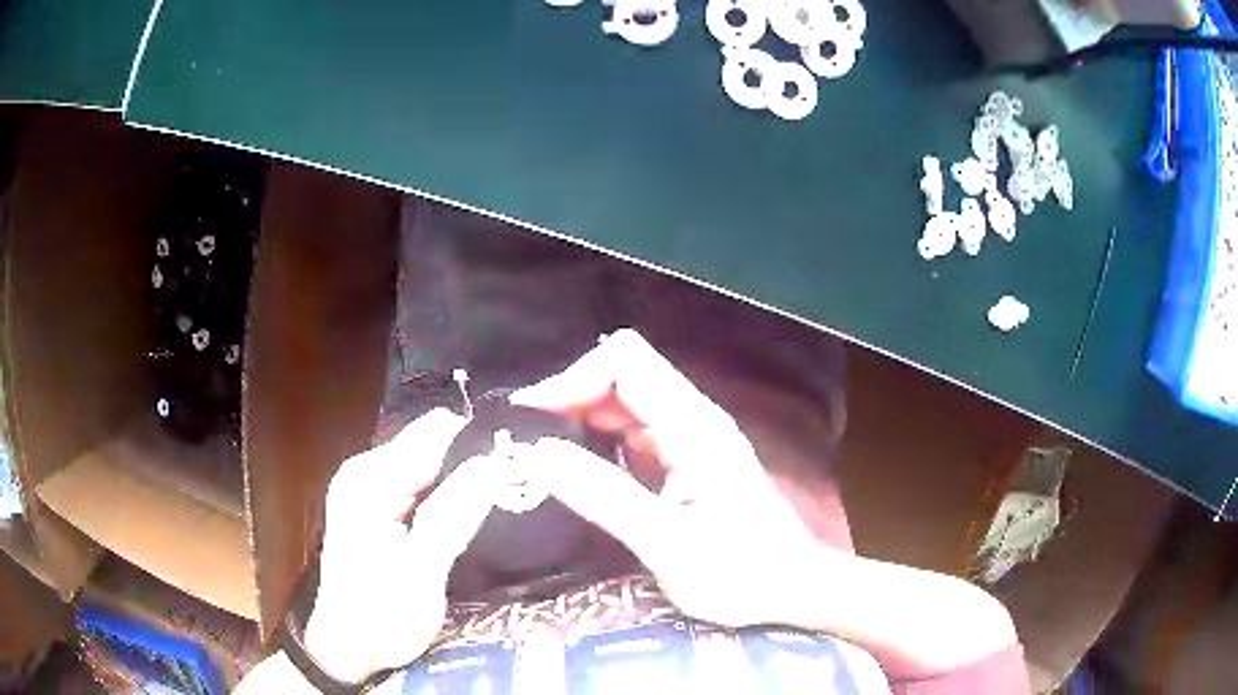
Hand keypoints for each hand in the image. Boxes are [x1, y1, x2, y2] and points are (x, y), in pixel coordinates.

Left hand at [303, 409, 498, 683]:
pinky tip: (475, 513)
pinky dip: (451, 495)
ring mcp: (372, 488)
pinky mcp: (381, 506)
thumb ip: (452, 515)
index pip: (434, 435)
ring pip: (432, 465)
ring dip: (466, 480)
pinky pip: (425, 485)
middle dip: (475, 462)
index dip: (480, 443)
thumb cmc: (380, 616)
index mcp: (370, 481)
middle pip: (433, 446)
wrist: (349, 648)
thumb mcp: (420, 572)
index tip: (525, 462)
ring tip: (506, 499)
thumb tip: (492, 464)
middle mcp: (367, 472)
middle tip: (519, 488)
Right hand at [512, 329, 837, 628]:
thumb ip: (604, 497)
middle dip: (568, 400)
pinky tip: (573, 475)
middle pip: (619, 376)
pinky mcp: (681, 463)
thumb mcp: (668, 544)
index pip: (624, 362)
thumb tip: (538, 453)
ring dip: (577, 423)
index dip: (573, 379)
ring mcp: (687, 440)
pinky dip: (594, 445)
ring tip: (537, 459)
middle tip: (524, 445)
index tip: (532, 422)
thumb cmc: (739, 574)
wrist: (787, 592)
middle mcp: (690, 420)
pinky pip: (629, 436)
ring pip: (621, 405)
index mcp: (693, 426)